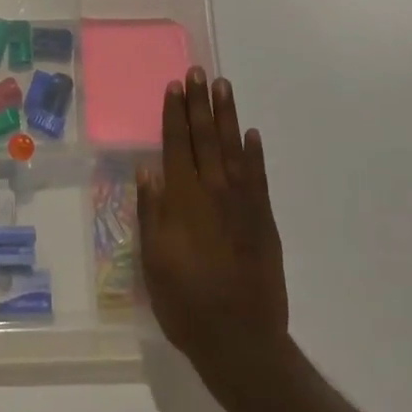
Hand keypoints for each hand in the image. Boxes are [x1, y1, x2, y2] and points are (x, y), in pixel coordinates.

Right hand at [138, 68, 289, 389]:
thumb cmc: (186, 303)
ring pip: (234, 149)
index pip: (176, 146)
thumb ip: (151, 213)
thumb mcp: (154, 262)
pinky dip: (255, 153)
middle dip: (200, 104)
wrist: (241, 339)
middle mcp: (214, 193)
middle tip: (199, 71)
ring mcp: (243, 204)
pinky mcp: (264, 220)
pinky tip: (251, 134)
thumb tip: (147, 171)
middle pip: (205, 139)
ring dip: (227, 116)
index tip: (174, 86)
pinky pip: (259, 177)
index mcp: (183, 201)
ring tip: (223, 87)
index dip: (174, 115)